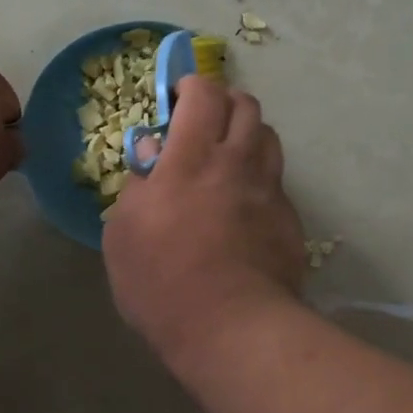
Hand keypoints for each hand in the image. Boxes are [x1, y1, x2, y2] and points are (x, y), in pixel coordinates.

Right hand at [103, 76, 305, 363]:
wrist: (232, 327)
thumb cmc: (163, 280)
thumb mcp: (123, 232)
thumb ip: (136, 185)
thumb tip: (152, 155)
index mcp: (192, 157)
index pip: (205, 94)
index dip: (192, 86)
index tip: (177, 98)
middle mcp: (237, 161)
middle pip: (245, 105)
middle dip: (224, 101)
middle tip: (202, 122)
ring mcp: (269, 189)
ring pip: (268, 136)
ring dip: (246, 134)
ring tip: (227, 157)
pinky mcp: (289, 218)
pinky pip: (276, 179)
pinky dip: (259, 176)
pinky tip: (244, 203)